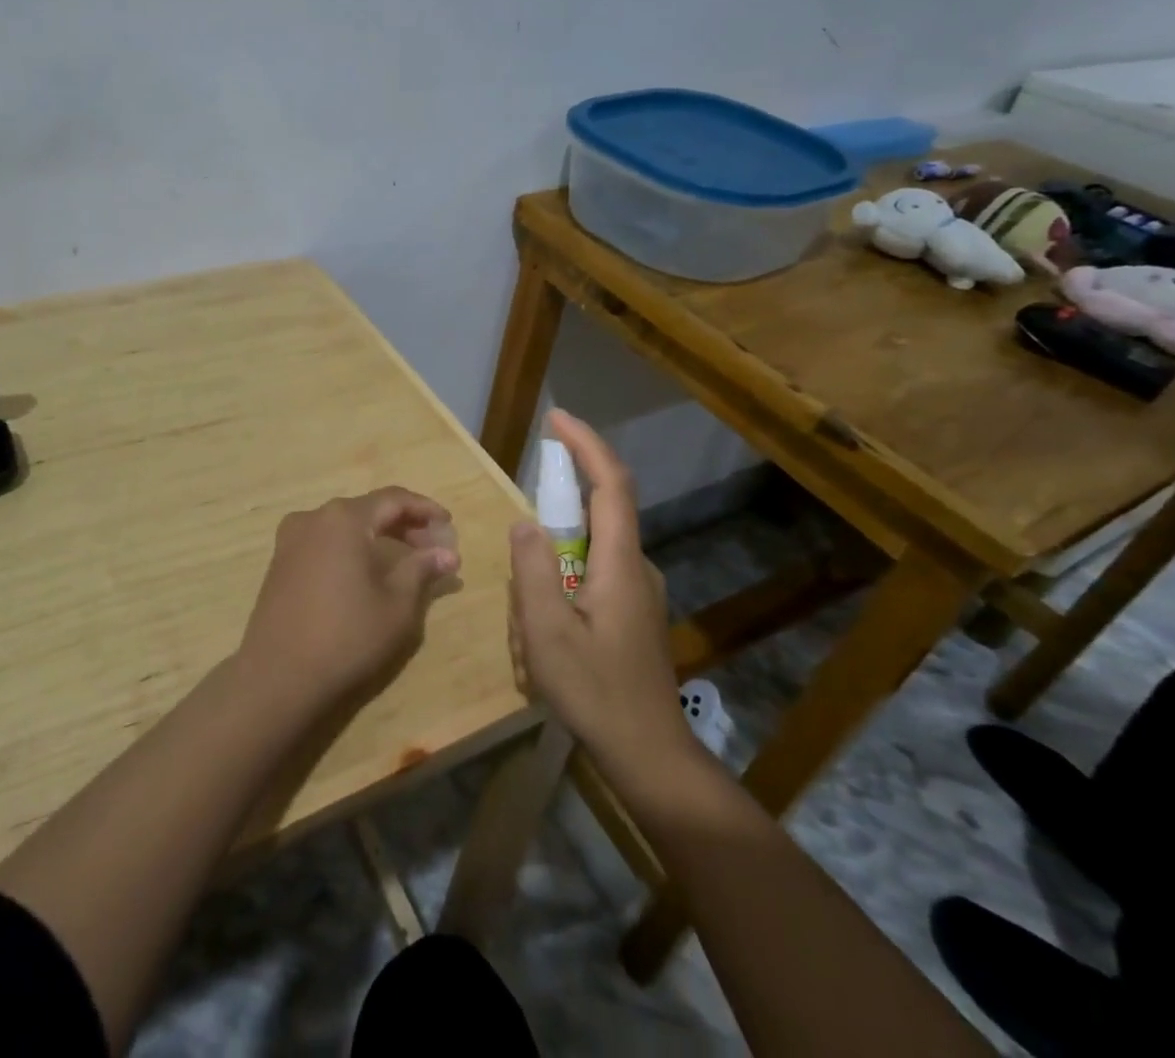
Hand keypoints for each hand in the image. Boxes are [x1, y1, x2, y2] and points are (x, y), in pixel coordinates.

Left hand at [238, 488, 461, 713]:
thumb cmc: (346, 636)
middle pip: (368, 510)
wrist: (277, 676)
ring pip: (345, 526)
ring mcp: (291, 538)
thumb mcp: (396, 605)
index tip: (448, 525)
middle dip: (404, 525)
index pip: (393, 499)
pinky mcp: (280, 561)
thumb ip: (422, 570)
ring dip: (378, 537)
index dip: (425, 509)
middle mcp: (314, 517)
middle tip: (433, 549)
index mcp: (344, 519)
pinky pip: (325, 541)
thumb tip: (447, 554)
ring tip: (406, 562)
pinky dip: (352, 548)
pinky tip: (368, 572)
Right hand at [509, 411, 688, 769]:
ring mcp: (638, 592)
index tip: (558, 419)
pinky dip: (560, 593)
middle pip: (598, 515)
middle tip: (524, 591)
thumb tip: (525, 521)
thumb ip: (532, 570)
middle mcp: (637, 566)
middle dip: (554, 524)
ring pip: (588, 555)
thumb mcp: (547, 632)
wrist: (650, 755)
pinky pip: (591, 580)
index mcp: (620, 562)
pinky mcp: (633, 613)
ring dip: (551, 576)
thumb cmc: (595, 692)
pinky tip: (545, 646)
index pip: (611, 483)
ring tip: (532, 641)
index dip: (587, 444)